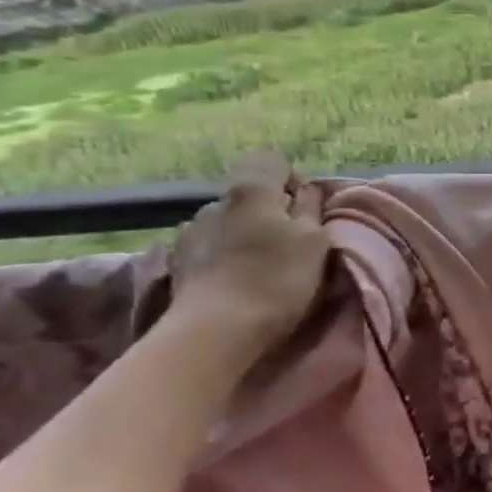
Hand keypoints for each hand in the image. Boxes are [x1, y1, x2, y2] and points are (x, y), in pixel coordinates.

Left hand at [168, 154, 331, 359]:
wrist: (215, 331)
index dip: (294, 181)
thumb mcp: (314, 242)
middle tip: (289, 246)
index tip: (308, 212)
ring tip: (257, 267)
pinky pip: (208, 246)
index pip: (273, 161)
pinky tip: (232, 280)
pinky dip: (222, 256)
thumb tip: (307, 189)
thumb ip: (311, 209)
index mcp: (252, 190)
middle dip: (269, 212)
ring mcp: (190, 230)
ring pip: (228, 221)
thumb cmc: (276, 280)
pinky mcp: (177, 262)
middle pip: (250, 195)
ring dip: (243, 235)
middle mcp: (215, 200)